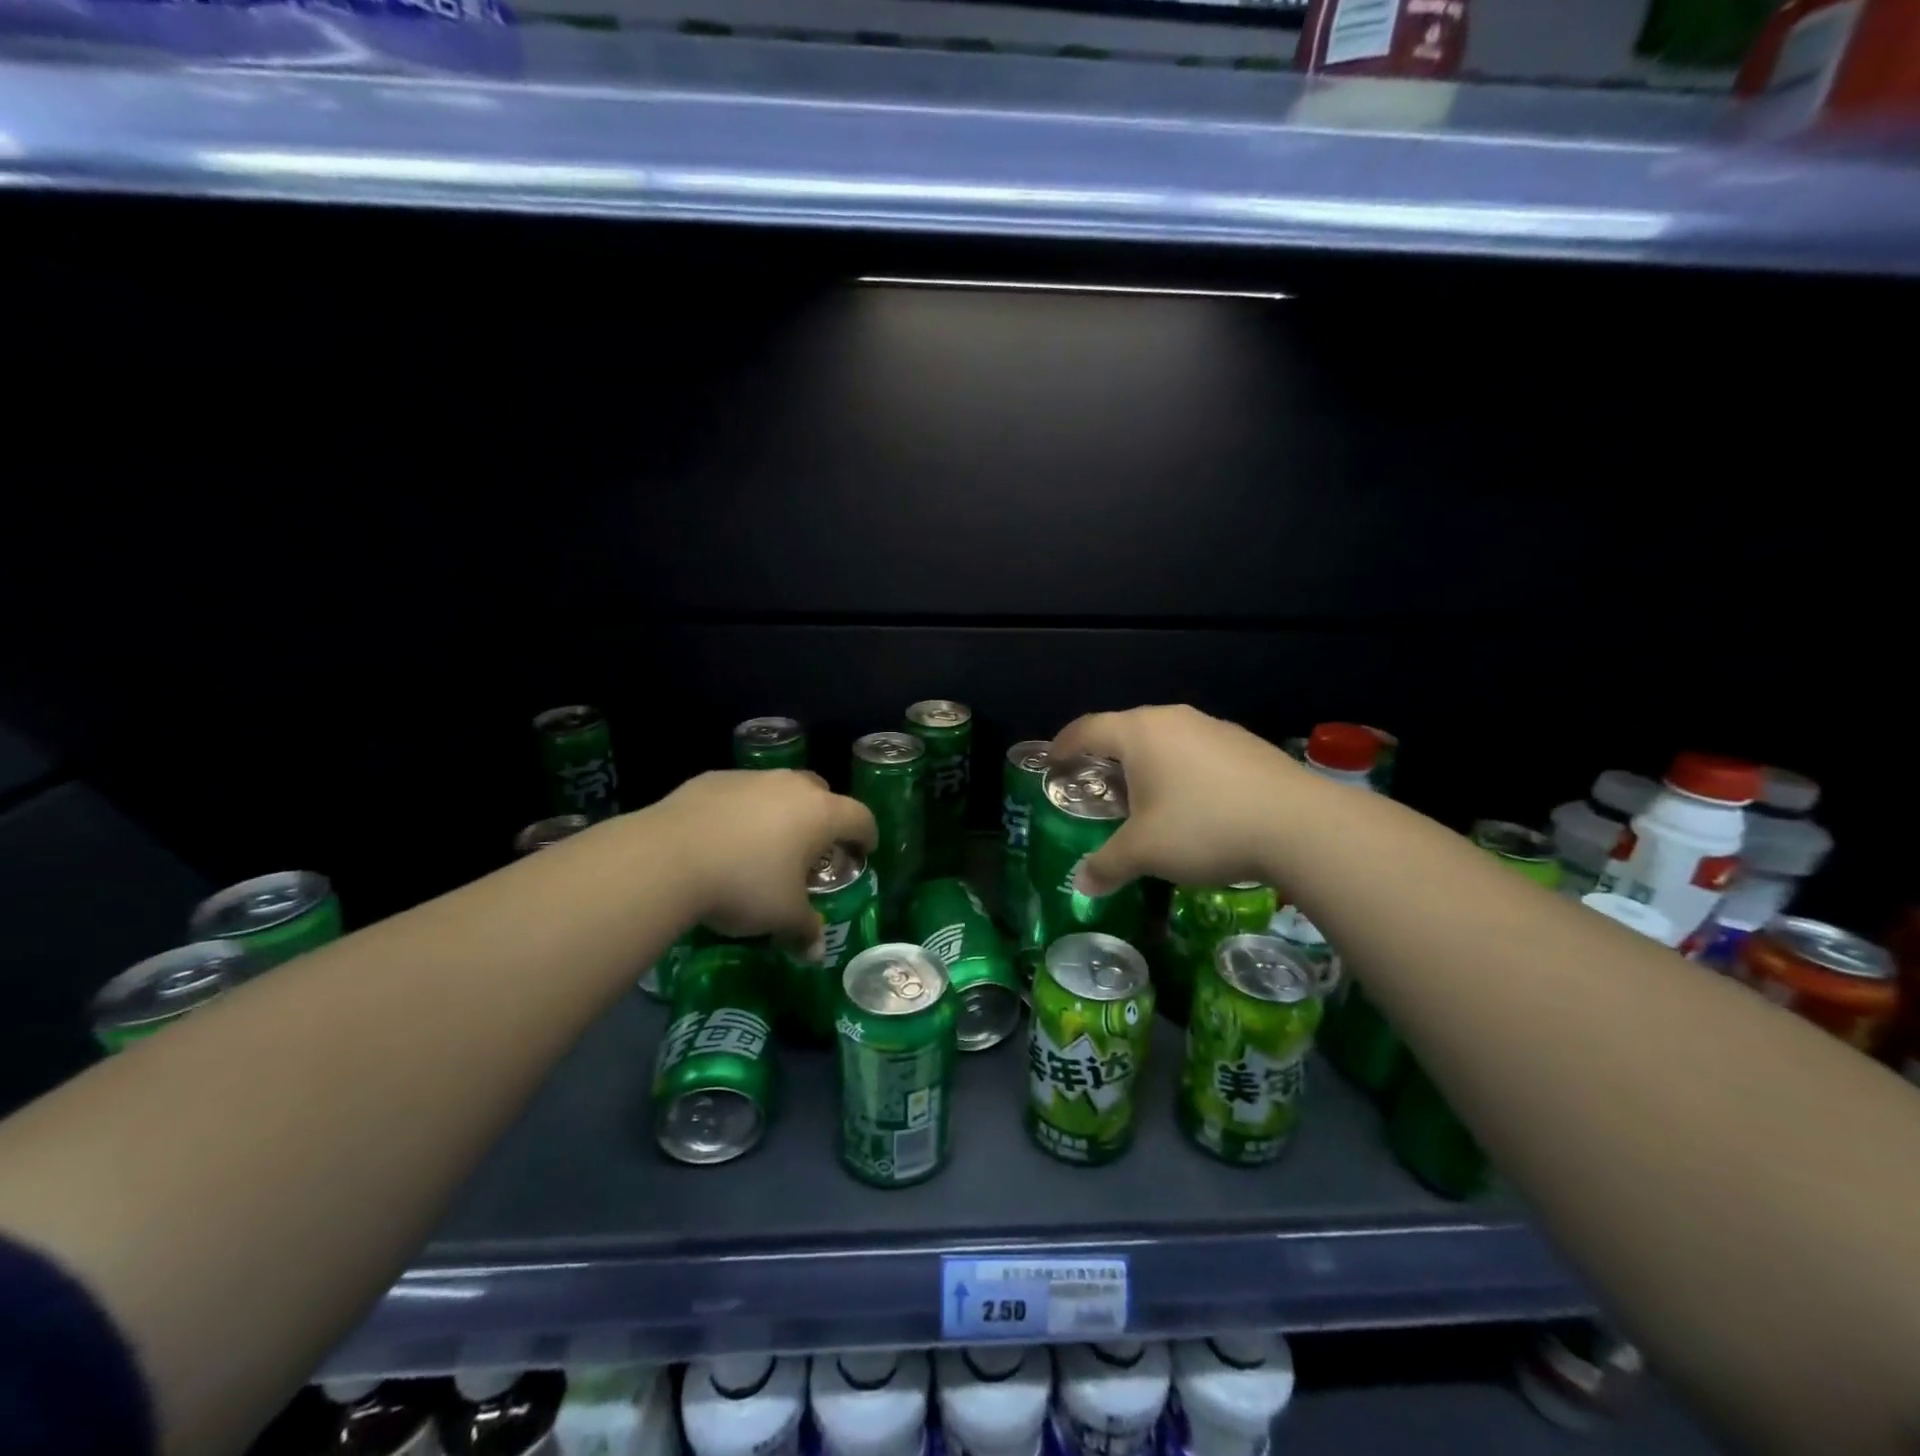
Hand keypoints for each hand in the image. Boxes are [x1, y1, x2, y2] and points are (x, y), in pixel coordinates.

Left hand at [647, 770, 876, 949]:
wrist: (667, 857)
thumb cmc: (743, 885)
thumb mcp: (781, 917)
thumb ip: (806, 930)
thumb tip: (817, 952)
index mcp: (820, 814)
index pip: (860, 817)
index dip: (867, 836)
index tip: (863, 853)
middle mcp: (791, 786)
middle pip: (822, 794)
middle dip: (824, 819)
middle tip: (812, 851)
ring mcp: (750, 778)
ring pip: (779, 790)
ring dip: (782, 813)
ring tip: (764, 845)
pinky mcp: (712, 779)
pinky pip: (741, 793)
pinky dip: (743, 811)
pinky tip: (724, 838)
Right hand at [1050, 705, 1299, 894]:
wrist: (1300, 825)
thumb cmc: (1204, 827)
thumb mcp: (1145, 852)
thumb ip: (1107, 865)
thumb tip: (1081, 885)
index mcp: (1140, 733)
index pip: (1088, 729)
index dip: (1064, 745)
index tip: (1053, 762)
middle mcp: (1174, 719)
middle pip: (1126, 730)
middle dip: (1106, 757)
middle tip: (1097, 787)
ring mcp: (1214, 728)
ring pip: (1165, 740)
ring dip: (1147, 765)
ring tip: (1145, 799)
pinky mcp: (1246, 745)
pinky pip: (1197, 751)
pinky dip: (1182, 771)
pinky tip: (1194, 804)